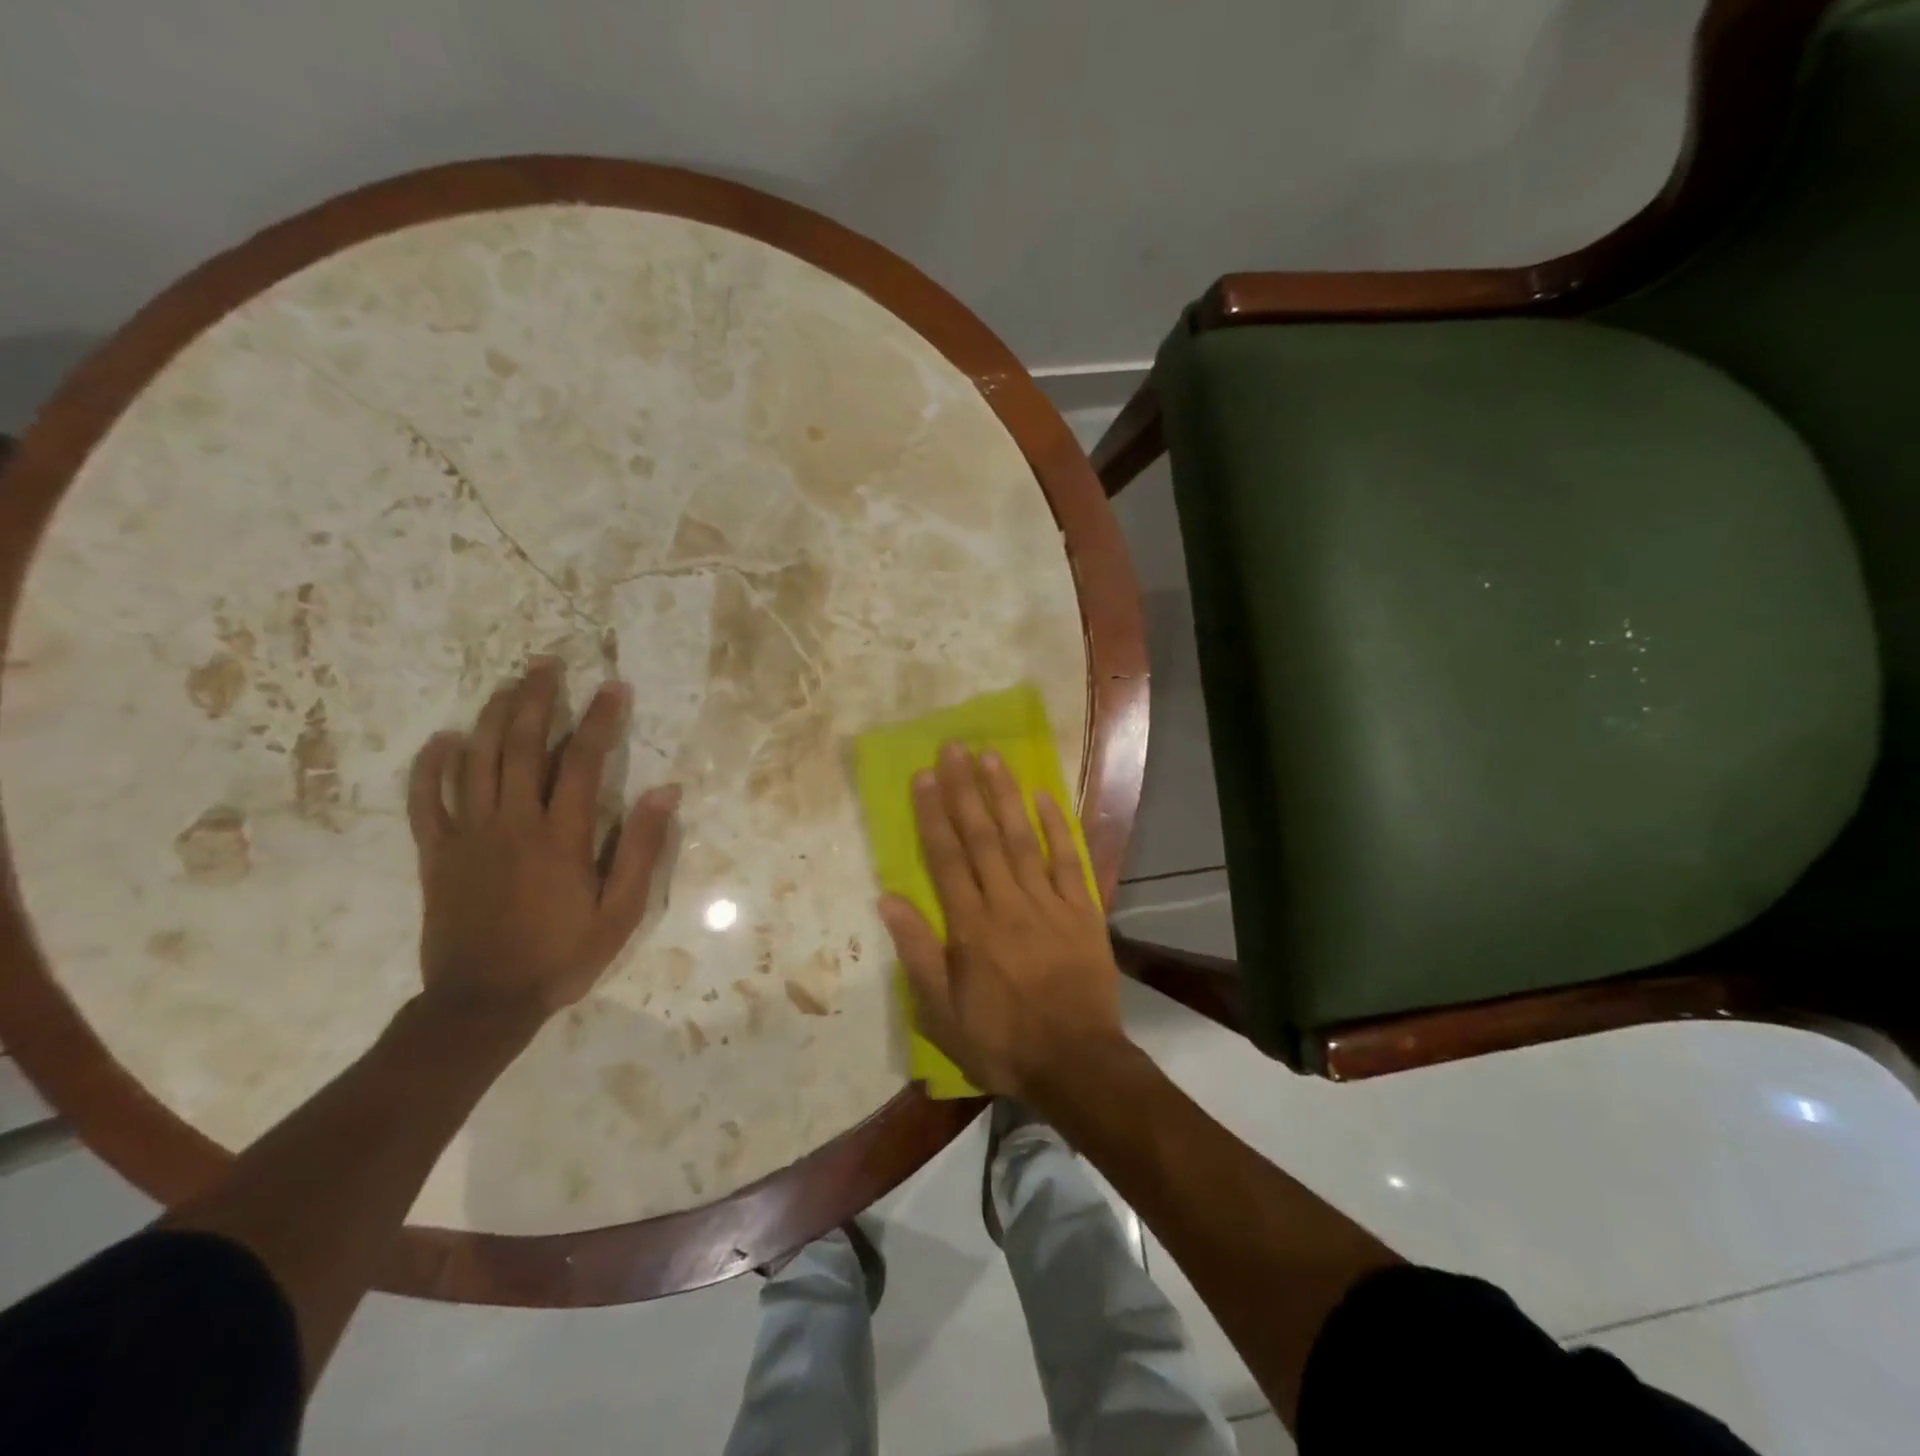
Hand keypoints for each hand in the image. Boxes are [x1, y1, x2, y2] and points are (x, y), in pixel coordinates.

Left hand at [407, 659, 679, 1022]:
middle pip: (523, 746)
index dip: (601, 720)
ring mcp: (468, 835)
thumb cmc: (562, 955)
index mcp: (560, 837)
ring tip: (510, 684)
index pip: (583, 762)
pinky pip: (427, 800)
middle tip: (549, 663)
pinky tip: (444, 739)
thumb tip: (664, 792)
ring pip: (476, 760)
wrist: (483, 1003)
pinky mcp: (436, 853)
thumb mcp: (621, 911)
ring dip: (494, 716)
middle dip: (539, 699)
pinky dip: (431, 765)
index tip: (615, 687)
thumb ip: (641, 849)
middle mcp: (512, 823)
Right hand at [878, 742, 1124, 1098]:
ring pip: (1022, 838)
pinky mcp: (1081, 911)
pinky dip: (1057, 827)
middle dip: (964, 789)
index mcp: (970, 927)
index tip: (923, 776)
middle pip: (981, 837)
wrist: (1076, 1063)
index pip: (945, 858)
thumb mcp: (942, 1014)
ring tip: (991, 758)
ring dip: (1005, 796)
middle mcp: (1006, 903)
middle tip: (953, 748)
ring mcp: (1048, 903)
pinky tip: (1045, 796)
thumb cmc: (1001, 1041)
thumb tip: (888, 900)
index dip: (932, 814)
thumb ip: (917, 954)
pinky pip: (1068, 861)